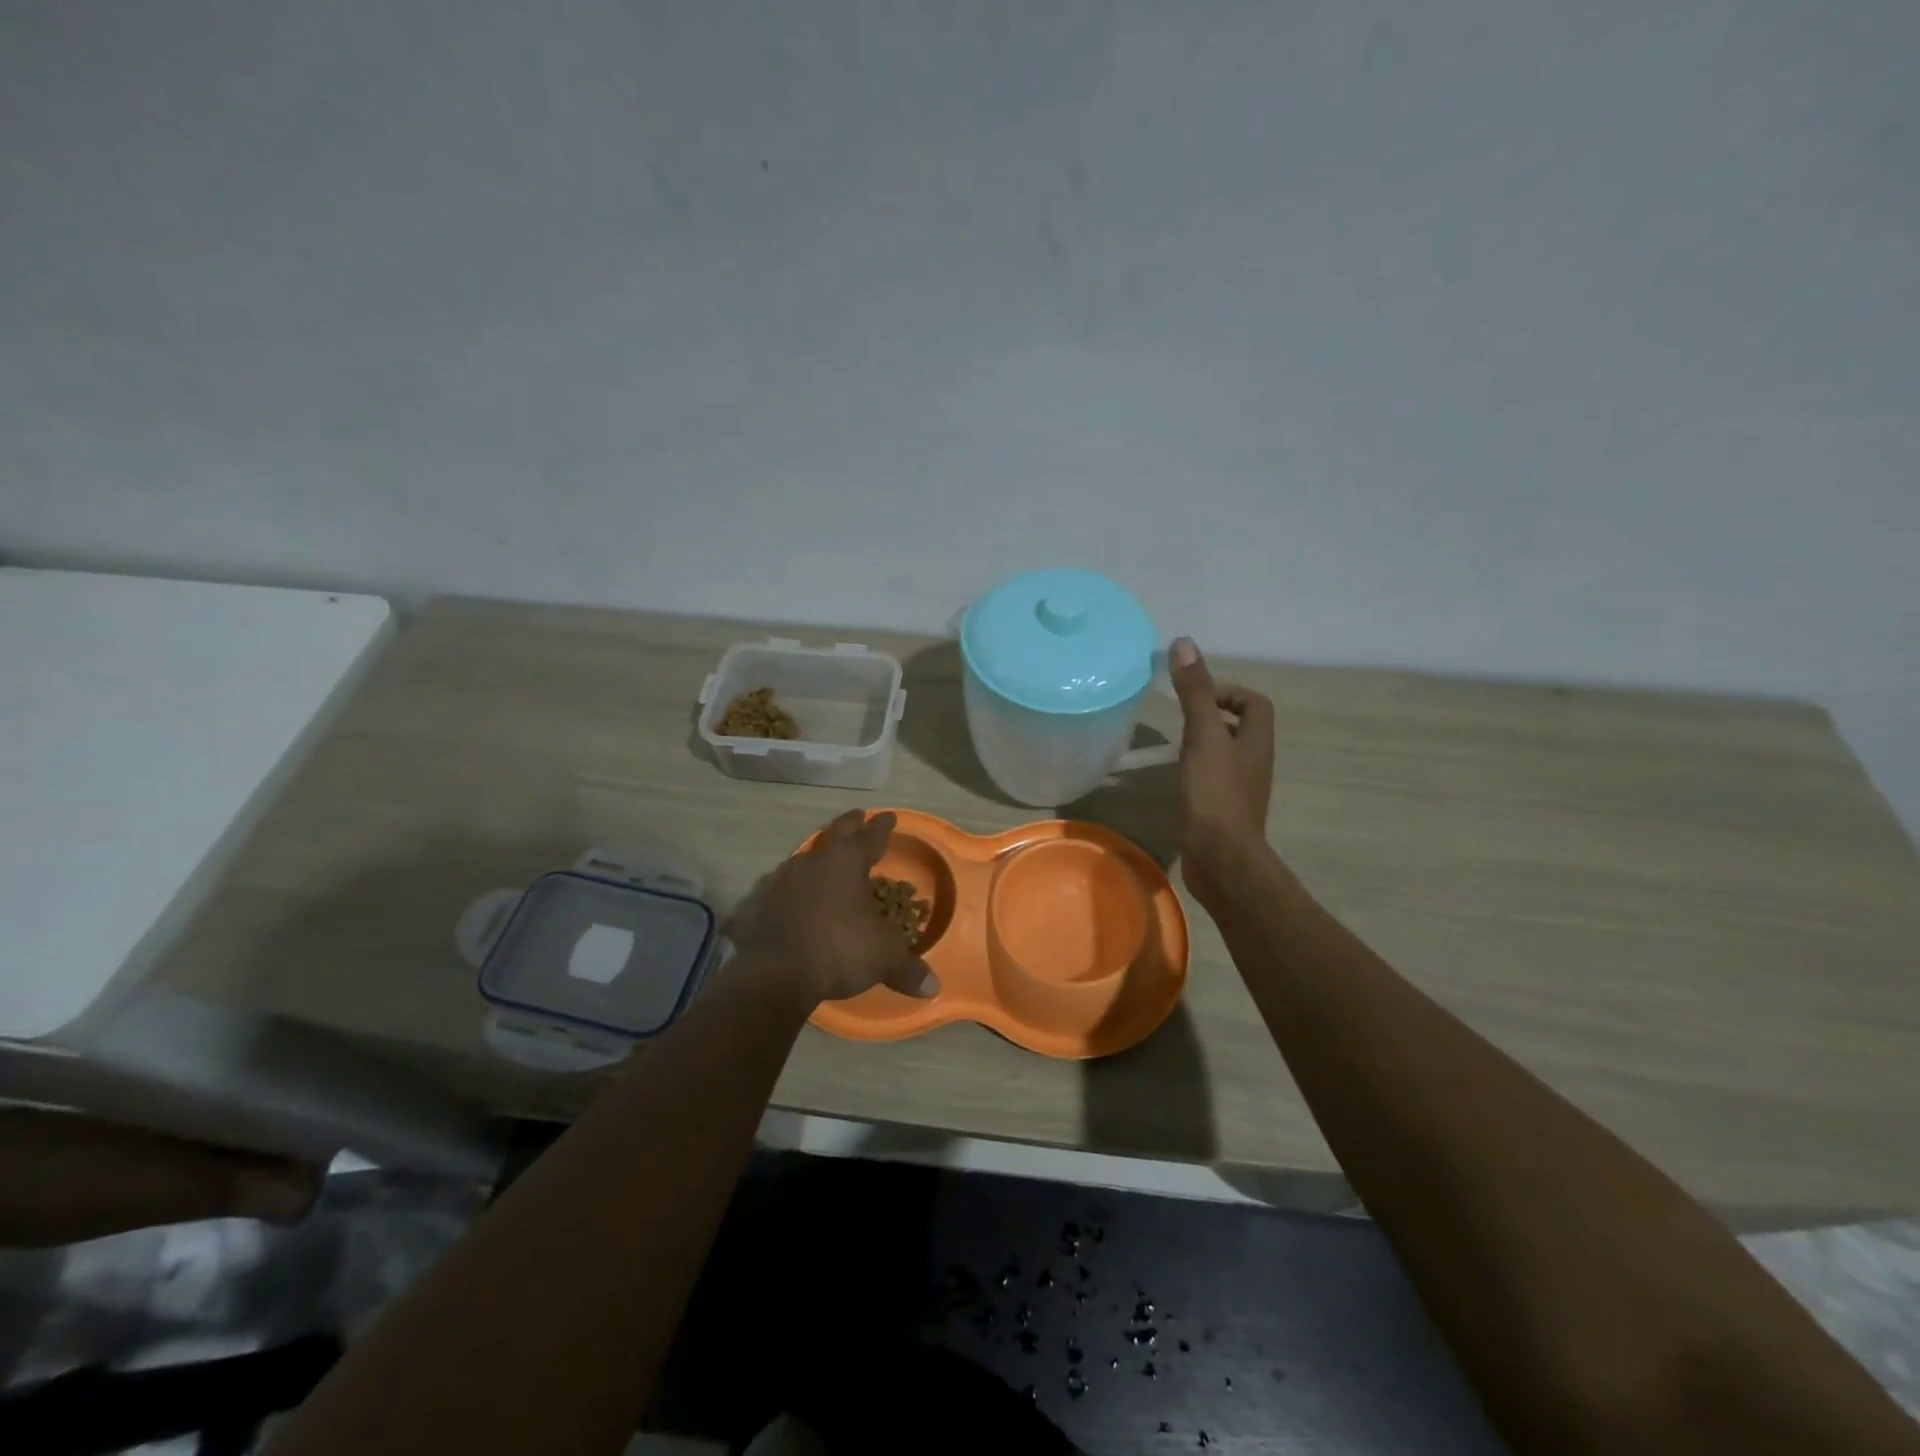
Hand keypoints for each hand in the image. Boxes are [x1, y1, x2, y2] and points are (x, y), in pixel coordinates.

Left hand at [749, 810, 939, 1005]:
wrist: (776, 974)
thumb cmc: (840, 949)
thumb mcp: (884, 957)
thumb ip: (908, 967)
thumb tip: (933, 987)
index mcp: (847, 862)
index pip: (870, 836)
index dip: (882, 827)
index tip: (889, 817)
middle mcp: (814, 862)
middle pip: (835, 834)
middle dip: (850, 825)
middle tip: (859, 816)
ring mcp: (784, 880)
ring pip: (807, 856)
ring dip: (820, 854)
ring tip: (827, 856)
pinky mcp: (763, 903)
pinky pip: (785, 885)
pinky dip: (797, 885)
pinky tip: (798, 893)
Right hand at [1169, 636, 1276, 909]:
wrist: (1220, 859)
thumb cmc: (1215, 794)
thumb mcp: (1203, 736)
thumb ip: (1196, 692)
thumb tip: (1185, 644)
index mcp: (1256, 741)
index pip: (1255, 704)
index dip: (1229, 692)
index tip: (1197, 698)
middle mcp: (1253, 762)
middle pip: (1240, 728)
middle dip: (1212, 716)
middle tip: (1180, 720)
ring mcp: (1239, 789)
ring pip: (1225, 754)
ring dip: (1203, 744)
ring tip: (1173, 745)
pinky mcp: (1222, 811)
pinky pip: (1213, 779)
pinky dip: (1196, 771)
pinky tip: (1175, 778)